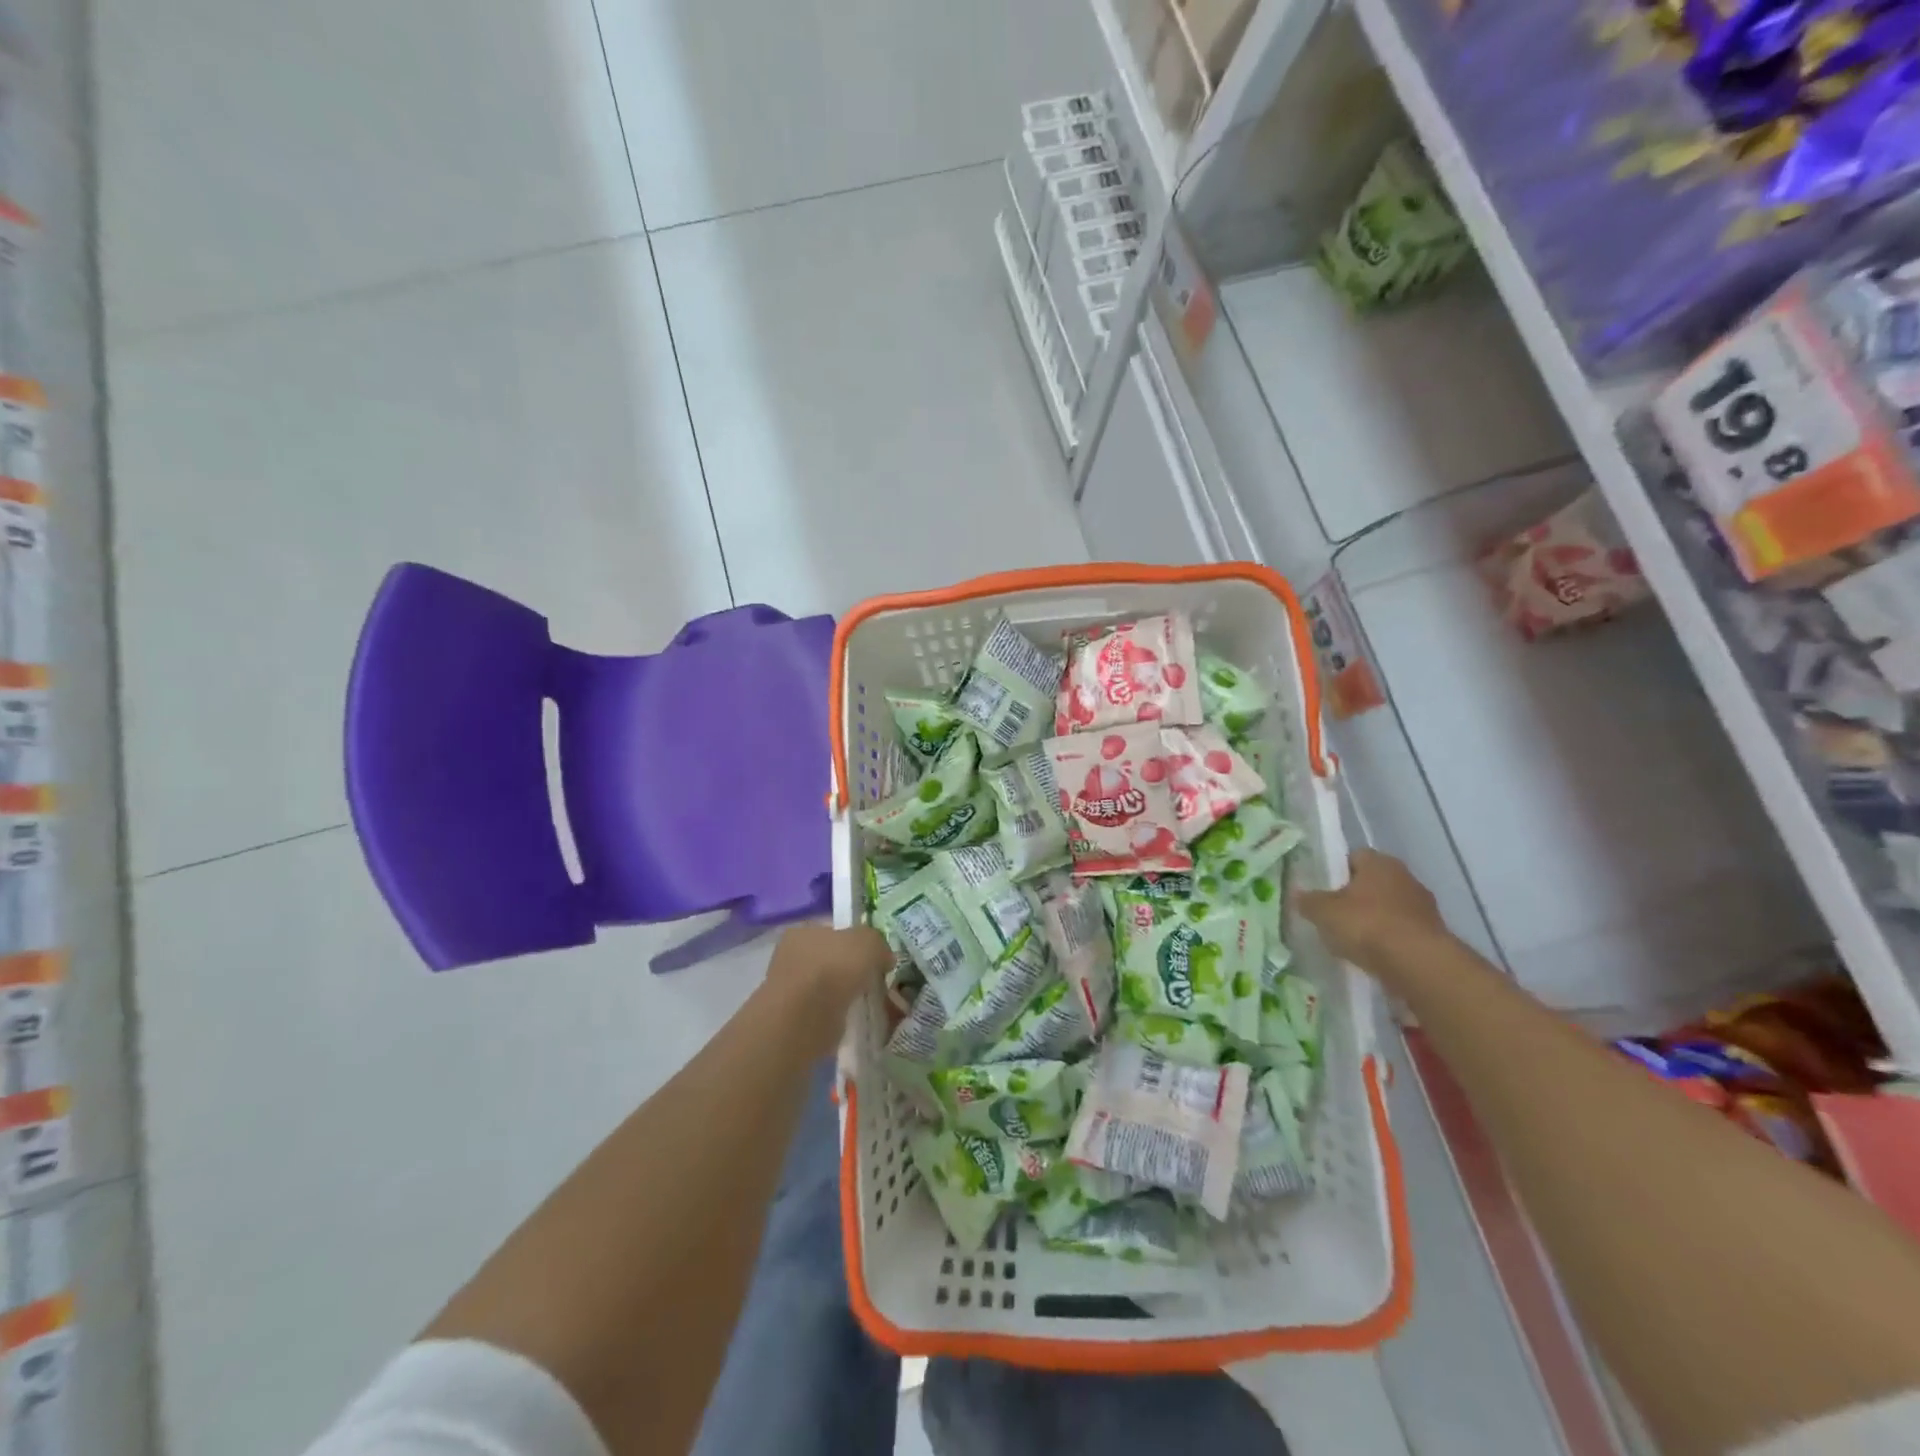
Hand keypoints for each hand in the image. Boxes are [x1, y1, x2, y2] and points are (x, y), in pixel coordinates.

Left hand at [766, 923, 892, 1055]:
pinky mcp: (794, 1019)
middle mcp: (791, 957)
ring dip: (846, 994)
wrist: (805, 1019)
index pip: (833, 931)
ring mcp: (790, 989)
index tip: (875, 956)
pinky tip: (855, 1019)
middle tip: (876, 980)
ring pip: (828, 987)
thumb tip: (884, 957)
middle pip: (831, 959)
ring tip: (869, 1002)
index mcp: (802, 932)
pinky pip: (825, 1011)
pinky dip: (839, 1014)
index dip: (856, 941)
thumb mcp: (867, 942)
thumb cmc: (833, 969)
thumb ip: (878, 943)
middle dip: (852, 970)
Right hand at [1295, 850, 1447, 969]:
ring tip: (1353, 939)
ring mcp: (1423, 906)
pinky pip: (1402, 930)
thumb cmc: (1367, 925)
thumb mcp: (1324, 912)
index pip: (1354, 856)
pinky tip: (1374, 955)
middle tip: (1334, 914)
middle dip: (1355, 896)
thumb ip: (1308, 901)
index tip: (1323, 889)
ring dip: (1375, 919)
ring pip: (1390, 907)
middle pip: (1373, 882)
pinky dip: (1389, 939)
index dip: (1337, 870)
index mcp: (1379, 863)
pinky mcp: (1433, 934)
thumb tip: (1297, 893)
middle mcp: (1405, 877)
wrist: (1419, 964)